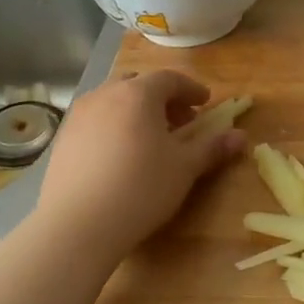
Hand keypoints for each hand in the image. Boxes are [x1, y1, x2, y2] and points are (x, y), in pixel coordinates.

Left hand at [36, 71, 244, 260]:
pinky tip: (120, 156)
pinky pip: (95, 121)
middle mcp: (105, 95)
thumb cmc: (141, 188)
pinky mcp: (62, 139)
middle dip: (161, 98)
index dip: (191, 89)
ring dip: (135, 111)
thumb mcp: (184, 168)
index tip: (204, 103)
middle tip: (179, 121)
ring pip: (113, 101)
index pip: (169, 79)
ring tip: (150, 139)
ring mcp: (79, 116)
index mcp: (138, 94)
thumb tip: (240, 136)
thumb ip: (212, 148)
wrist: (78, 224)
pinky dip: (113, 127)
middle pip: (138, 84)